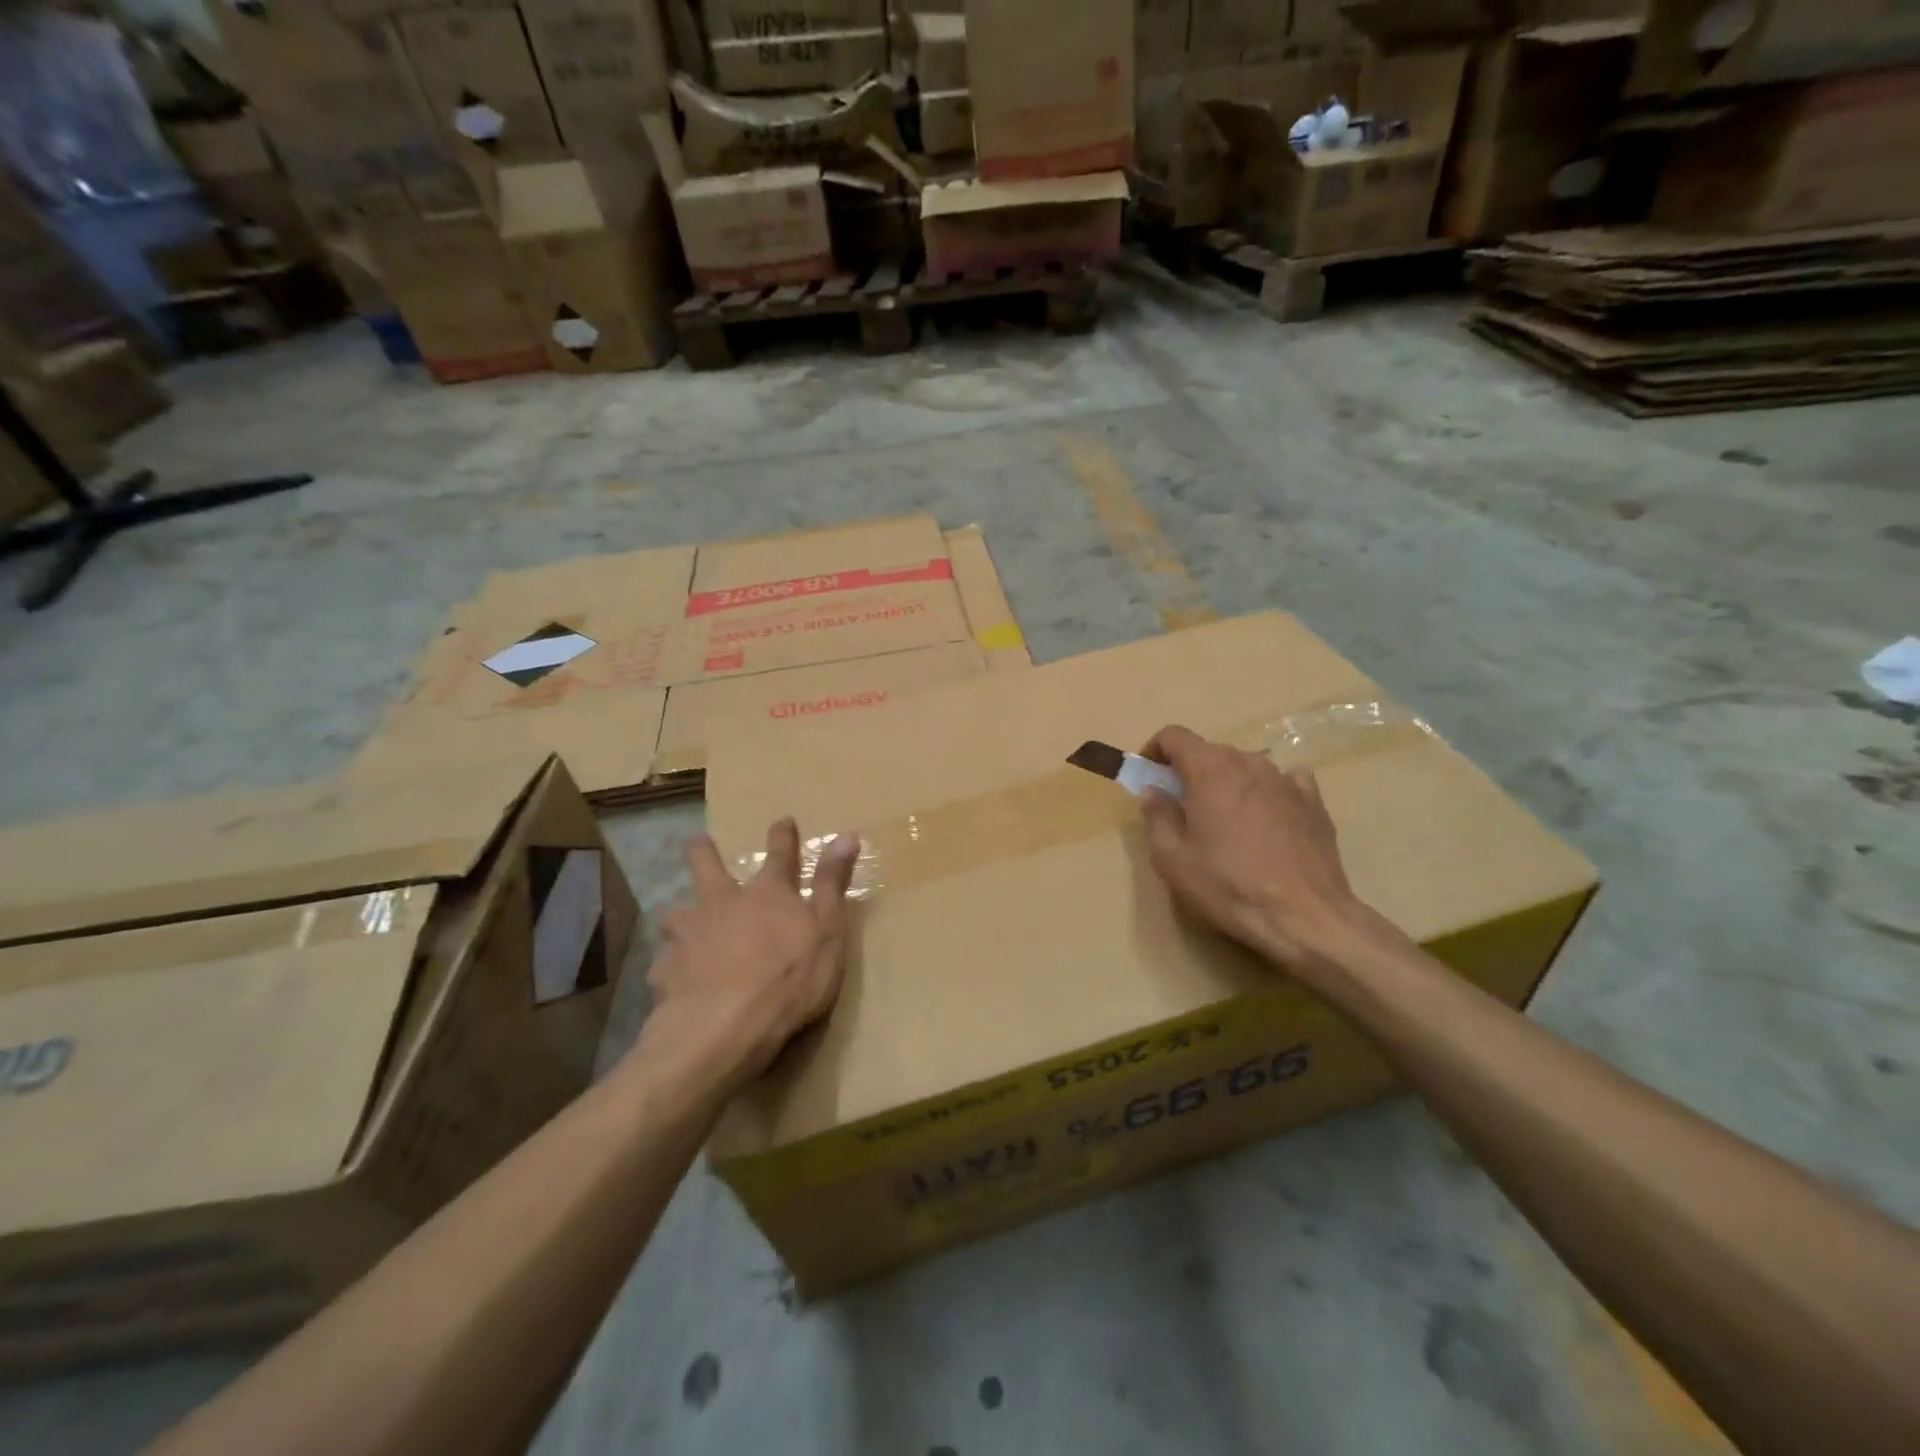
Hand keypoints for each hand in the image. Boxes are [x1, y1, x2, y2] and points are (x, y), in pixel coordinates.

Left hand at [640, 819, 860, 1095]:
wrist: (722, 1028)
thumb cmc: (789, 979)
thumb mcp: (827, 931)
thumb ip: (832, 884)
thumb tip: (847, 835)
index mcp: (767, 893)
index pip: (779, 854)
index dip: (783, 836)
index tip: (783, 821)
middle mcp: (723, 902)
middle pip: (706, 865)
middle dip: (703, 851)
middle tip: (697, 843)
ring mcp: (689, 934)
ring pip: (678, 913)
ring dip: (683, 917)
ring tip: (684, 926)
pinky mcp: (665, 969)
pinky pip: (667, 961)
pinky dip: (674, 965)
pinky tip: (677, 980)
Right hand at [1140, 724, 1374, 971]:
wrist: (1305, 916)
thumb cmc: (1228, 885)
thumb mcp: (1172, 858)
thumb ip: (1157, 816)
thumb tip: (1153, 791)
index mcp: (1209, 770)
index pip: (1174, 735)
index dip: (1155, 750)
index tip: (1150, 776)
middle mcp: (1249, 762)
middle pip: (1210, 751)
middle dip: (1191, 772)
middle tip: (1183, 809)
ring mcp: (1286, 779)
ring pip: (1246, 766)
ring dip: (1229, 782)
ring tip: (1227, 820)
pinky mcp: (1314, 801)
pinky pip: (1284, 781)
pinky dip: (1268, 792)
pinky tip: (1268, 819)